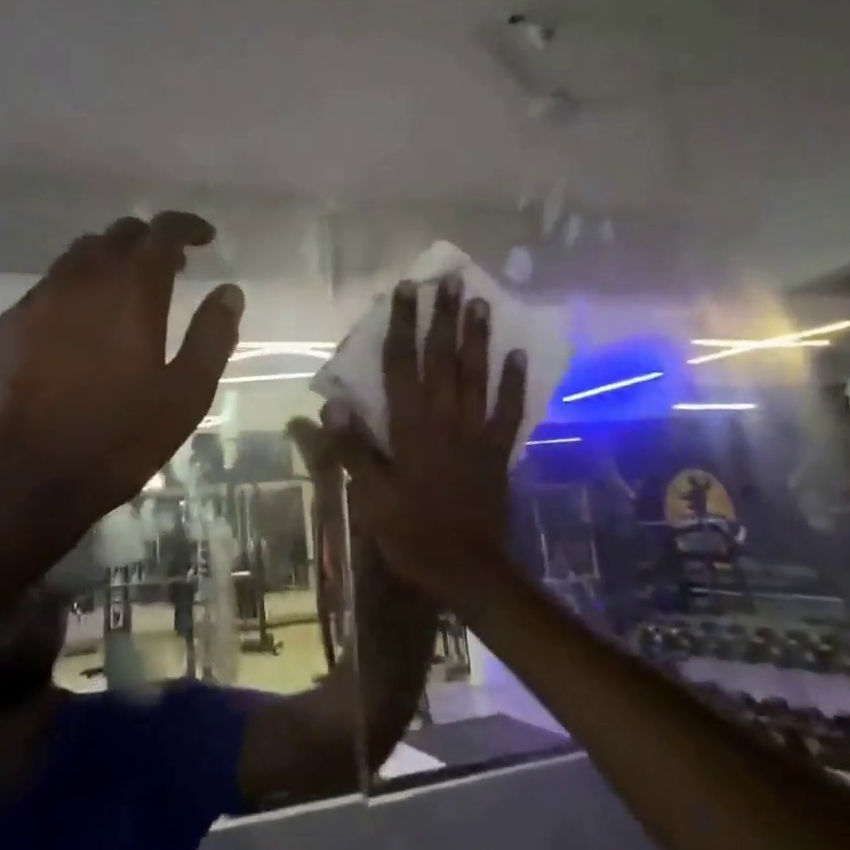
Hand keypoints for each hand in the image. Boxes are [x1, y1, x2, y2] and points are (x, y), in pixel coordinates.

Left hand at [0, 211, 242, 546]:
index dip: (186, 226)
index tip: (205, 237)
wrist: (22, 481)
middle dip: (149, 241)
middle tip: (173, 267)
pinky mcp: (7, 326)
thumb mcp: (185, 394)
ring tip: (128, 292)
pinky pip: (49, 287)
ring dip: (111, 260)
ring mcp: (37, 300)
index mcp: (129, 290)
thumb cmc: (117, 438)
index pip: (160, 231)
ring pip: (78, 255)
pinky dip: (77, 288)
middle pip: (117, 234)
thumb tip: (230, 292)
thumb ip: (212, 336)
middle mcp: (80, 280)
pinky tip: (83, 326)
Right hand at [329, 275, 524, 607]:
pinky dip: (514, 381)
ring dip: (477, 337)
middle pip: (443, 359)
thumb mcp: (371, 497)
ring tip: (480, 301)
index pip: (402, 365)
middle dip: (444, 317)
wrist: (468, 568)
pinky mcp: (498, 449)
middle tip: (450, 280)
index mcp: (410, 427)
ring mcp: (476, 432)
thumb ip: (353, 449)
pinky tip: (517, 353)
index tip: (406, 290)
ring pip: (477, 375)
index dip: (402, 324)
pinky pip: (509, 409)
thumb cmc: (412, 532)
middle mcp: (444, 419)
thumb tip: (332, 403)